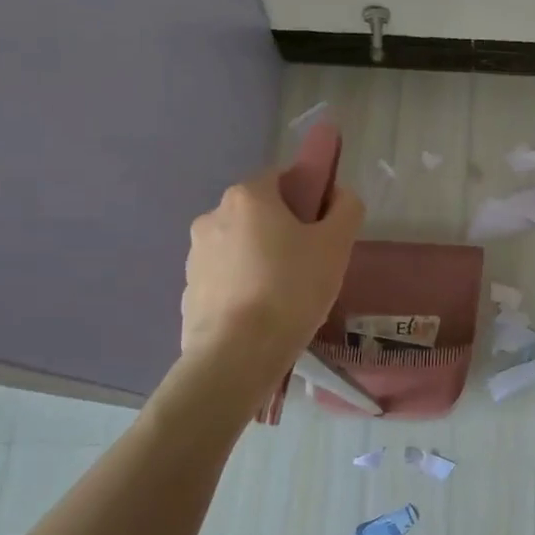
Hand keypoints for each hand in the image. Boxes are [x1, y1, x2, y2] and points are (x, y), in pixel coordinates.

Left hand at [181, 171, 363, 378]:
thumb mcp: (336, 245)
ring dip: (261, 259)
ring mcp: (195, 255)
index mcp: (248, 196)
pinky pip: (226, 278)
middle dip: (284, 231)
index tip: (322, 229)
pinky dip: (243, 286)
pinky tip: (262, 315)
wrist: (236, 355)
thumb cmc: (291, 289)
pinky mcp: (188, 290)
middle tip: (310, 264)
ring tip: (287, 296)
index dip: (307, 198)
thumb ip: (346, 209)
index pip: (282, 179)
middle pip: (259, 213)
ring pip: (241, 246)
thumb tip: (339, 197)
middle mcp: (213, 216)